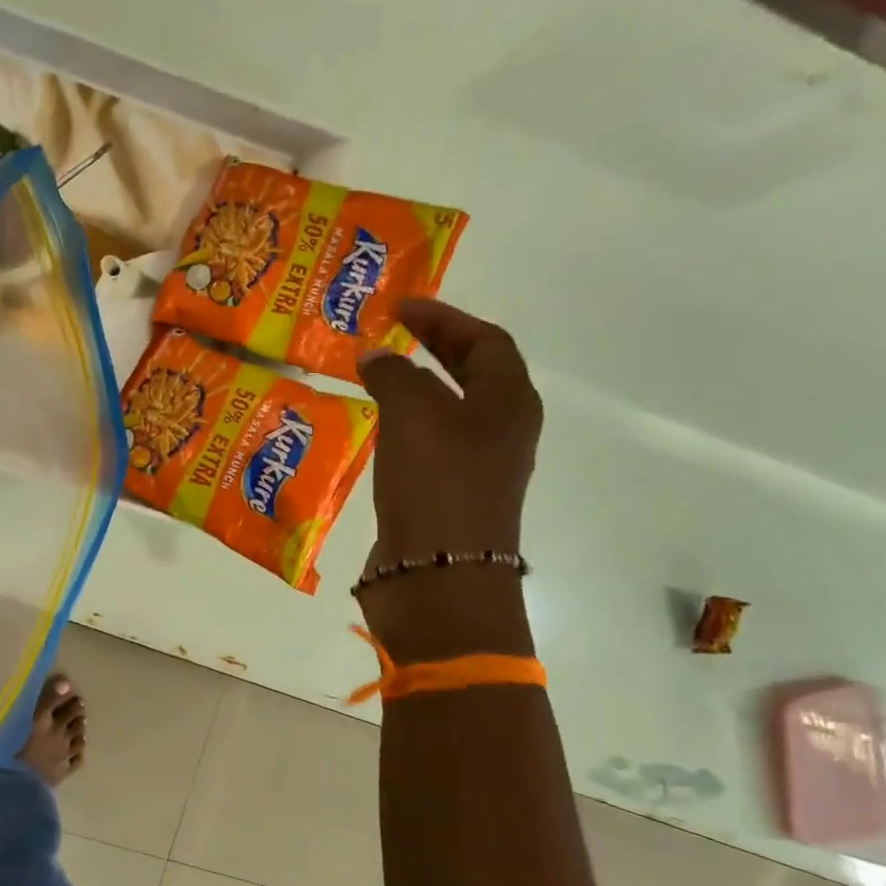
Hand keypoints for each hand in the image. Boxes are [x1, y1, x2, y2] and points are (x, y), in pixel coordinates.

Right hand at [355, 297, 541, 658]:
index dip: (445, 319)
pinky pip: (428, 447)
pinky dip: (403, 428)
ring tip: (376, 378)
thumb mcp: (413, 414)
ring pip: (449, 413)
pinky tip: (375, 431)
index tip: (400, 308)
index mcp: (510, 403)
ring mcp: (477, 469)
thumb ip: (394, 374)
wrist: (439, 576)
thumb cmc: (436, 483)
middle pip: (473, 376)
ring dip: (417, 390)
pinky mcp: (448, 499)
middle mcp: (502, 432)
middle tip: (391, 335)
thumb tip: (375, 356)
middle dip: (434, 349)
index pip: (486, 342)